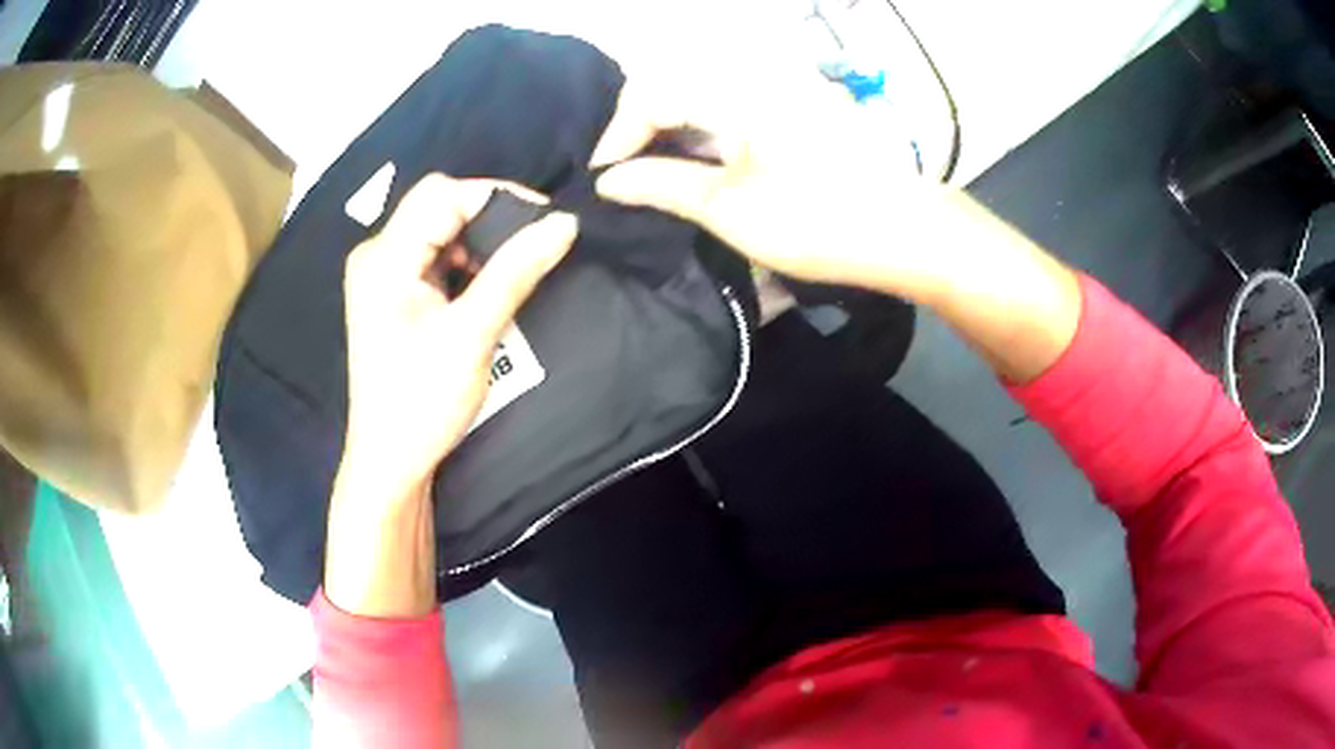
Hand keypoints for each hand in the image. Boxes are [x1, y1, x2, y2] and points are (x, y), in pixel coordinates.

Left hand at [341, 174, 577, 496]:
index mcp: (384, 258)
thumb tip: (564, 223)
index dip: (496, 197)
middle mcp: (376, 255)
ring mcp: (381, 275)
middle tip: (533, 246)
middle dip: (489, 221)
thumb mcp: (472, 334)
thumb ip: (516, 271)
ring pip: (439, 231)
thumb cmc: (422, 401)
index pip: (442, 194)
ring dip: (480, 244)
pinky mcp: (392, 294)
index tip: (544, 221)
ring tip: (513, 270)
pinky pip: (434, 258)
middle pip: (438, 206)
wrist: (391, 461)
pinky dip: (465, 264)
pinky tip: (486, 286)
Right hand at [591, 74, 1079, 384]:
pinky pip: (733, 107)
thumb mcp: (727, 207)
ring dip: (673, 134)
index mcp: (732, 88)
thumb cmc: (817, 220)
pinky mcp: (796, 107)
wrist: (907, 232)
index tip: (600, 180)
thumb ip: (659, 184)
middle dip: (641, 131)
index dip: (616, 137)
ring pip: (702, 98)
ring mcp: (779, 89)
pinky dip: (707, 133)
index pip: (649, 95)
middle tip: (625, 178)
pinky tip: (704, 166)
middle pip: (673, 88)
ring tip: (657, 178)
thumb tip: (607, 180)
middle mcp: (753, 74)